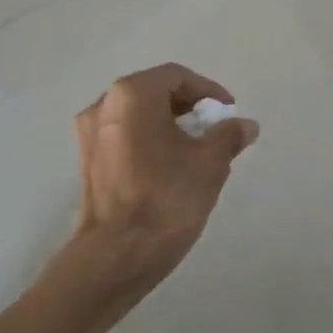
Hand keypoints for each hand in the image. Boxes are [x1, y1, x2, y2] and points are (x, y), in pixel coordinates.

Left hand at [69, 64, 258, 312]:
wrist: (116, 256)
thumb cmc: (165, 198)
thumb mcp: (210, 163)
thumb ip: (229, 136)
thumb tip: (245, 125)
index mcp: (133, 95)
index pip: (177, 76)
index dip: (208, 91)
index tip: (227, 113)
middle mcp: (104, 105)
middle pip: (154, 92)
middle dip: (189, 108)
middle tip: (215, 129)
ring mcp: (90, 134)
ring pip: (138, 115)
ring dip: (169, 124)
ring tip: (197, 149)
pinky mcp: (87, 162)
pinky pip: (125, 136)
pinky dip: (149, 140)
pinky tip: (170, 166)